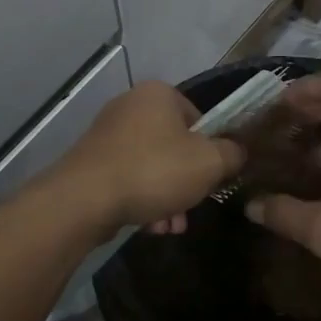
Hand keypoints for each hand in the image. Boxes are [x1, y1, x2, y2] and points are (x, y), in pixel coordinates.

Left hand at [47, 81, 243, 236]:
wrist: (84, 199)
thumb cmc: (154, 171)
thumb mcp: (209, 162)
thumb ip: (232, 153)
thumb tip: (236, 151)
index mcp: (159, 94)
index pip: (200, 117)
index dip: (212, 149)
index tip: (213, 176)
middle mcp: (131, 105)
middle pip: (176, 146)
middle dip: (188, 182)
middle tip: (192, 207)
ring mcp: (108, 134)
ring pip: (153, 167)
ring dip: (168, 198)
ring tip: (170, 226)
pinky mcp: (93, 162)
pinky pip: (130, 178)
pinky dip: (143, 200)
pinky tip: (150, 227)